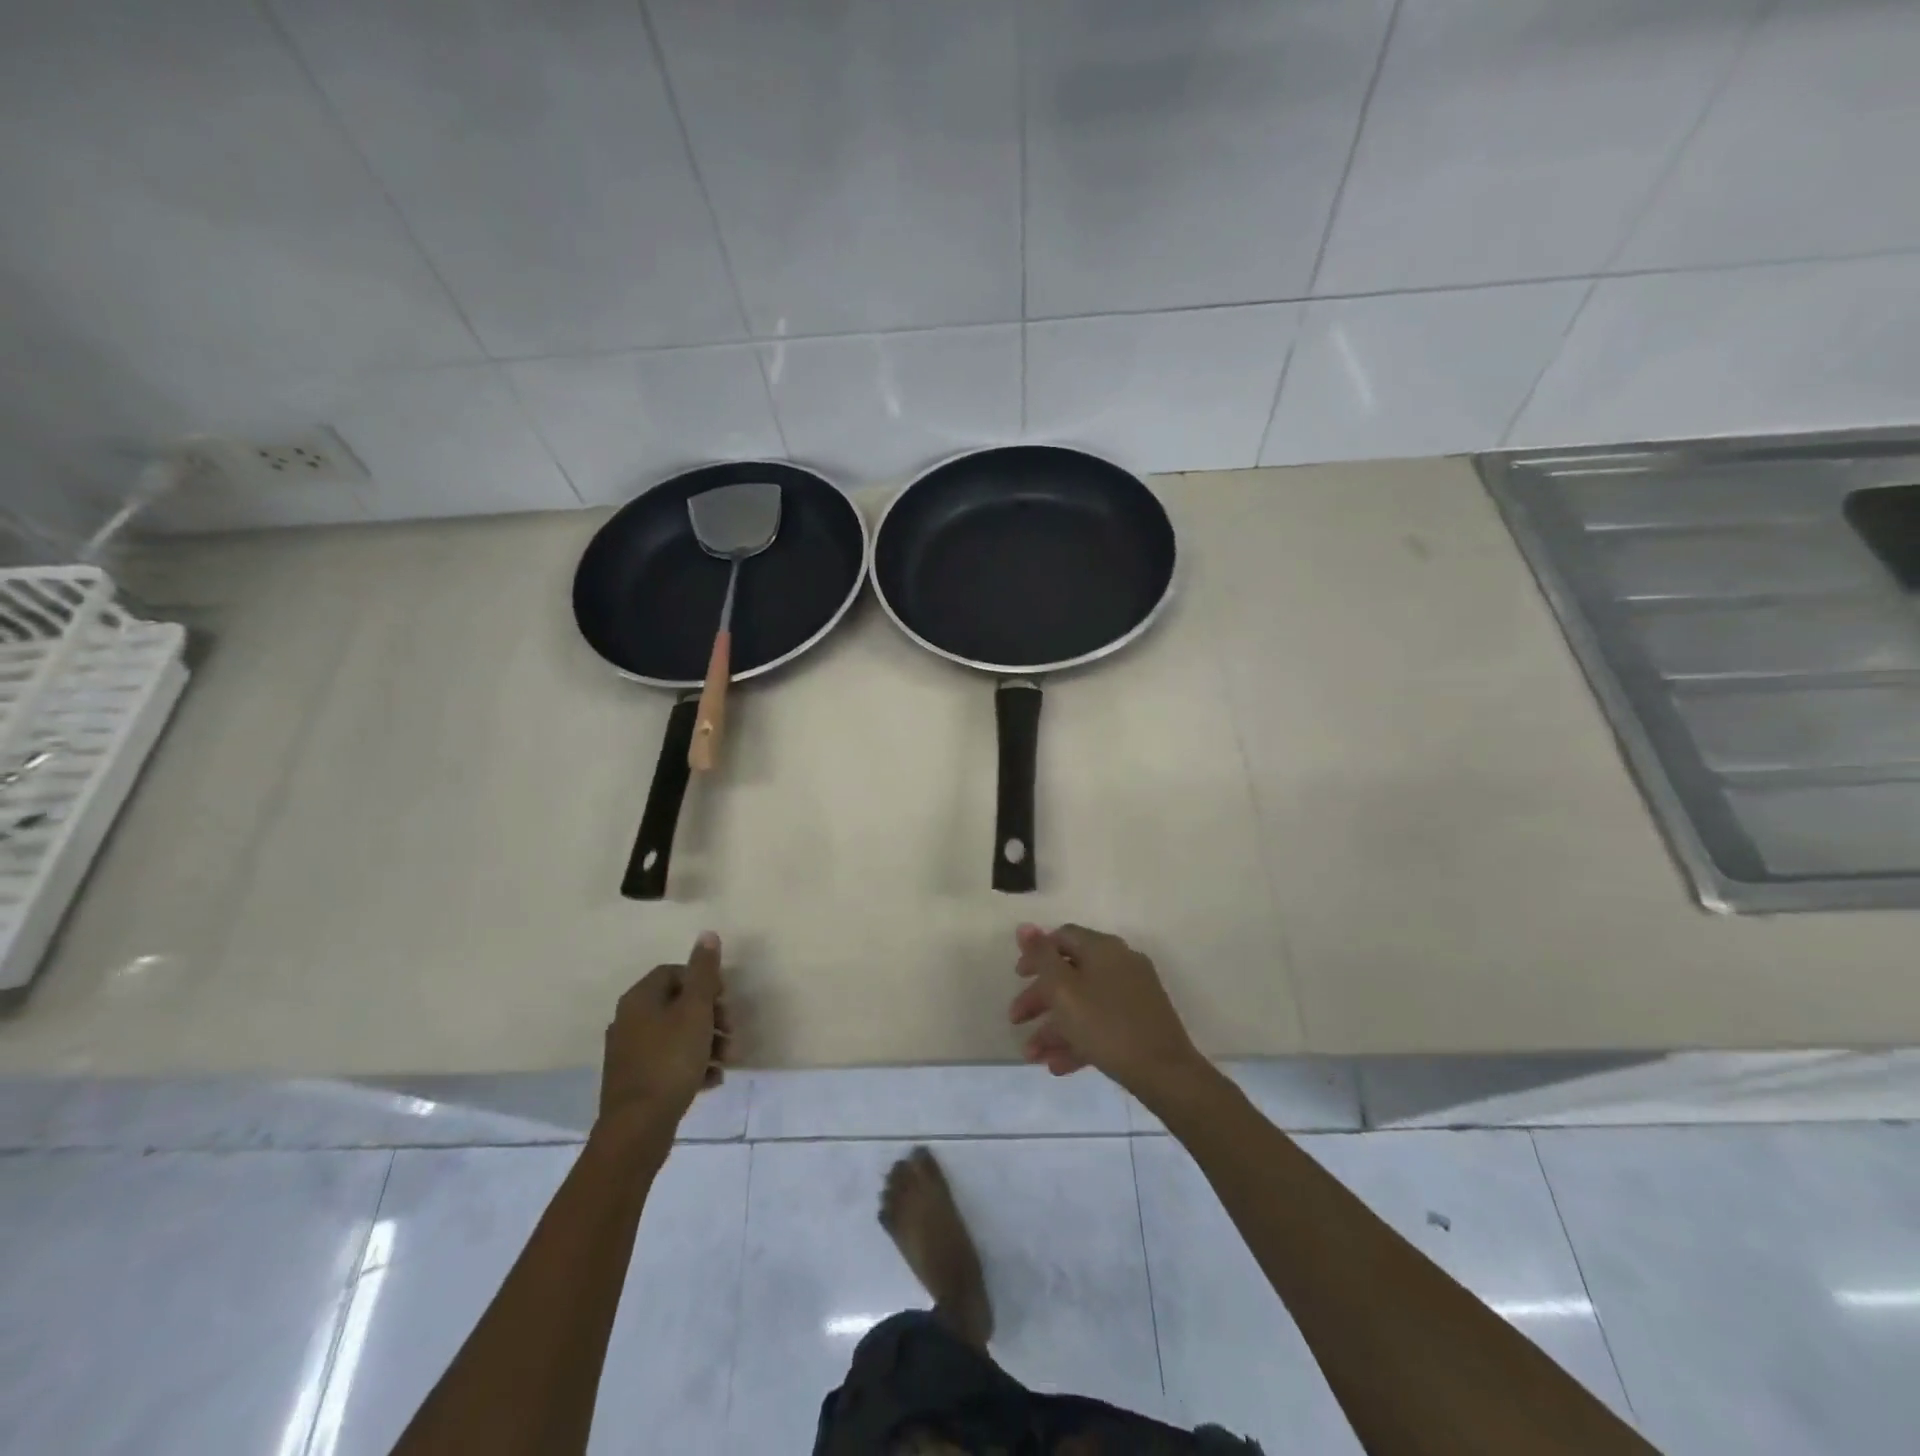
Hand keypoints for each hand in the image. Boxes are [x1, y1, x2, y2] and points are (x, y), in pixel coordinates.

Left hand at [600, 932, 729, 1124]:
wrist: (638, 1128)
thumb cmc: (670, 1060)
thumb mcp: (695, 1010)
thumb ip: (704, 972)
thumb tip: (707, 934)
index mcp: (639, 999)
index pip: (674, 972)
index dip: (703, 981)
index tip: (724, 998)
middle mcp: (628, 1020)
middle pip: (677, 1004)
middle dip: (710, 1015)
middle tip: (731, 1030)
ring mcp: (629, 1053)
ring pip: (676, 1035)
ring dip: (706, 1042)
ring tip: (728, 1059)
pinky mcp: (635, 1081)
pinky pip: (669, 1062)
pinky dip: (692, 1065)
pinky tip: (712, 1079)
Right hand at [1008, 923, 1207, 1099]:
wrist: (1165, 1072)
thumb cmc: (1106, 1025)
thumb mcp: (1064, 989)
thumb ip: (1041, 956)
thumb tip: (1025, 926)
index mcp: (1103, 948)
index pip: (1062, 938)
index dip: (1036, 954)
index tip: (1018, 978)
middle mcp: (1120, 963)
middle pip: (1070, 973)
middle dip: (1039, 998)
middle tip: (1016, 1020)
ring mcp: (1133, 993)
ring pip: (1084, 1003)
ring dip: (1054, 1028)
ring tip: (1033, 1056)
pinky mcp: (1140, 1021)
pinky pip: (1101, 1023)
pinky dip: (1078, 1040)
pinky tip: (1057, 1066)